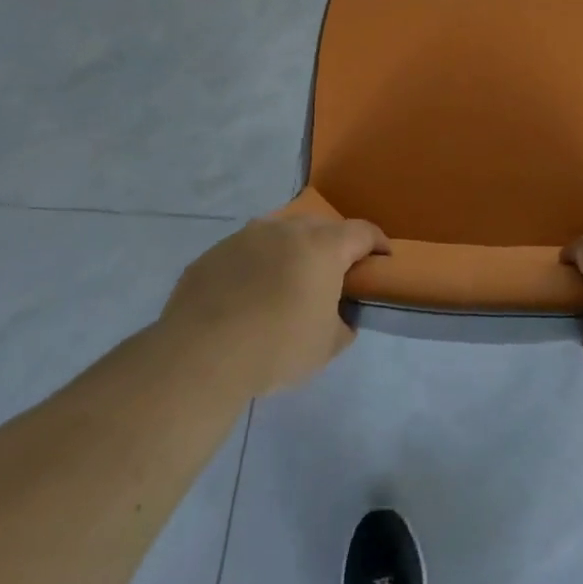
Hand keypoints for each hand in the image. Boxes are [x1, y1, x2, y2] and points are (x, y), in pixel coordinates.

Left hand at [160, 216, 389, 396]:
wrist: (200, 356)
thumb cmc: (277, 347)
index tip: (383, 260)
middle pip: (321, 228)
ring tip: (287, 283)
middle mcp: (286, 229)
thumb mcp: (327, 346)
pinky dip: (255, 267)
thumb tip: (340, 316)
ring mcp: (246, 237)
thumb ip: (344, 324)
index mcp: (322, 246)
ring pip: (280, 235)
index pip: (363, 232)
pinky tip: (247, 298)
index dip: (378, 244)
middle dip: (333, 246)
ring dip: (291, 252)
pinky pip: (246, 253)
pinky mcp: (214, 253)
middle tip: (333, 276)